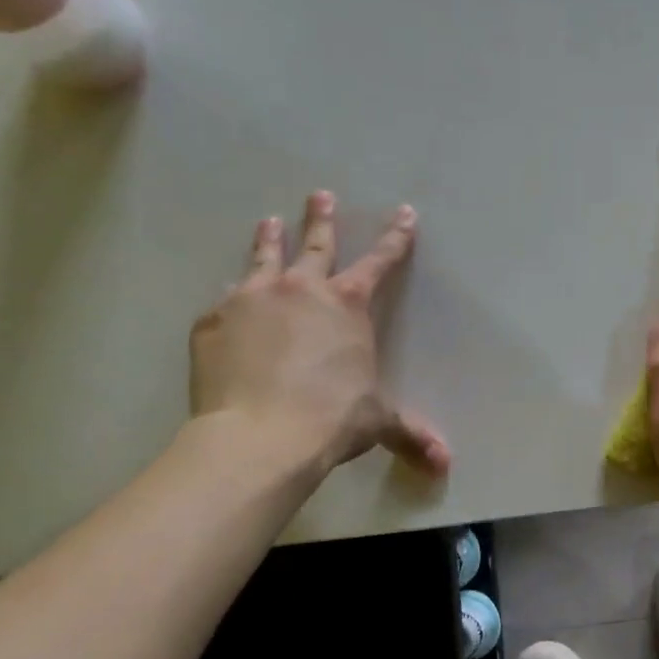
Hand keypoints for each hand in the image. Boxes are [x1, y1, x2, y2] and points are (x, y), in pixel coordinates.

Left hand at [189, 190, 451, 485]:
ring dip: (269, 239)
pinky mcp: (212, 321)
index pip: (379, 262)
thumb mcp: (378, 421)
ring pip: (263, 258)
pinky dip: (231, 298)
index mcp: (347, 305)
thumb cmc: (331, 419)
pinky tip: (228, 301)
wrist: (259, 436)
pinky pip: (224, 301)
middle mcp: (300, 290)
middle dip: (321, 218)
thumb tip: (445, 464)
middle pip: (315, 244)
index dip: (395, 238)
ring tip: (269, 221)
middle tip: (320, 194)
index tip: (404, 213)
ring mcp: (251, 300)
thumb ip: (410, 434)